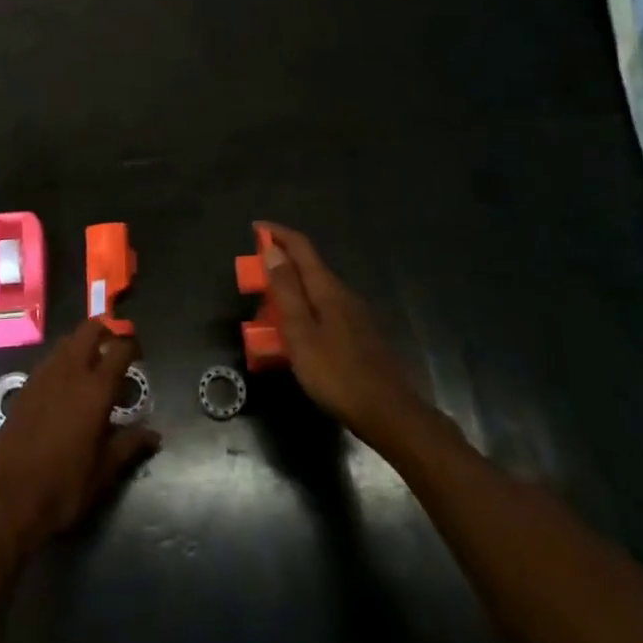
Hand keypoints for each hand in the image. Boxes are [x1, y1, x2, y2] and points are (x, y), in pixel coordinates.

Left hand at [0, 320, 159, 556]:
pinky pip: (49, 360)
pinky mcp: (25, 386)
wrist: (11, 498)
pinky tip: (65, 384)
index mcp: (96, 390)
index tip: (138, 354)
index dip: (132, 345)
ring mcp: (44, 376)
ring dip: (82, 343)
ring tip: (91, 364)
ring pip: (67, 341)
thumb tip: (155, 435)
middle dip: (106, 329)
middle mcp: (70, 372)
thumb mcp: (105, 470)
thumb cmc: (65, 486)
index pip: (120, 349)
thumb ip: (130, 445)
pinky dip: (62, 361)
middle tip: (115, 346)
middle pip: (90, 329)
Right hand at [259, 222, 423, 449]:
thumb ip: (286, 291)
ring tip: (268, 313)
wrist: (389, 414)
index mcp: (327, 288)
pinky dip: (302, 312)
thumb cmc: (337, 374)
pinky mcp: (358, 336)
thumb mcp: (301, 333)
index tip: (255, 228)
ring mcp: (354, 315)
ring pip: (315, 292)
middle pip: (307, 268)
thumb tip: (272, 250)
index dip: (277, 233)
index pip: (301, 247)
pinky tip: (295, 337)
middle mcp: (343, 294)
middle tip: (253, 280)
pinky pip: (323, 312)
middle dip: (279, 266)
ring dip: (289, 292)